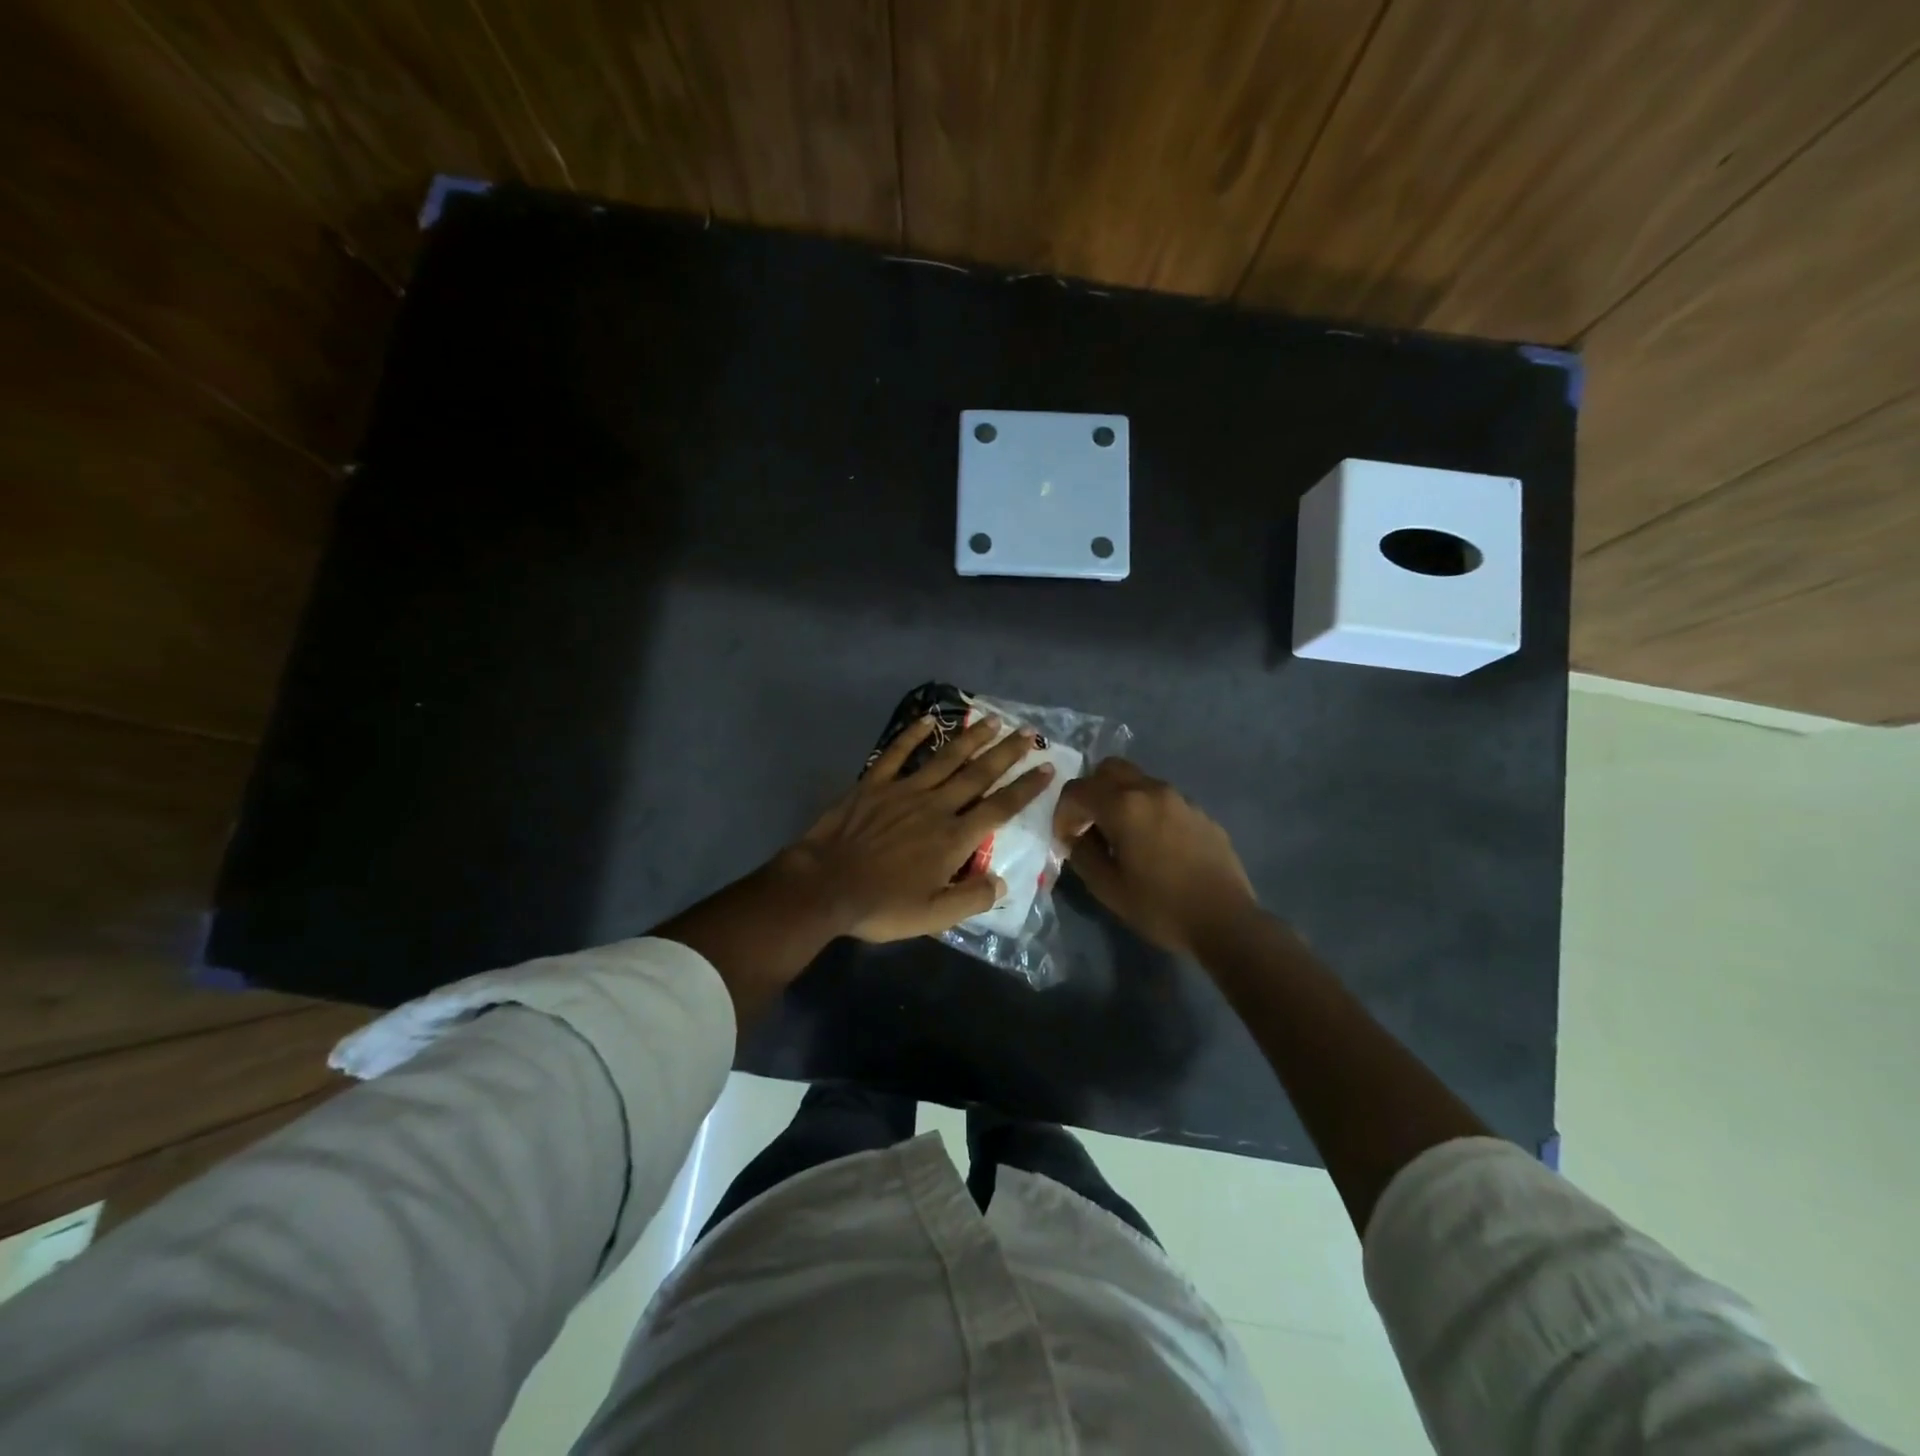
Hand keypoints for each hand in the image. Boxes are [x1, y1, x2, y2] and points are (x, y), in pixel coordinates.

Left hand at [779, 713, 1055, 942]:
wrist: (825, 886)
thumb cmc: (881, 905)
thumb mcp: (933, 917)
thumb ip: (972, 899)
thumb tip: (1004, 883)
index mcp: (953, 838)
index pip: (1000, 808)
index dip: (1026, 788)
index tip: (1047, 767)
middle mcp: (935, 806)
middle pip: (978, 774)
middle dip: (1006, 753)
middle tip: (1027, 732)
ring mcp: (903, 790)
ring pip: (945, 758)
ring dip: (970, 738)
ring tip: (992, 720)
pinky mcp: (874, 784)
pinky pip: (897, 753)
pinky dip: (913, 735)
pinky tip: (928, 719)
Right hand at [1053, 758, 1257, 957]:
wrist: (1225, 921)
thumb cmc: (1160, 906)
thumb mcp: (1107, 888)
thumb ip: (1082, 855)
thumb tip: (1076, 838)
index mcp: (1123, 806)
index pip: (1078, 790)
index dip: (1062, 811)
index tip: (1064, 837)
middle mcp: (1151, 790)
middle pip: (1109, 769)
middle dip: (1091, 791)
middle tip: (1088, 824)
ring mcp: (1180, 798)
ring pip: (1138, 781)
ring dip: (1120, 799)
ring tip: (1121, 836)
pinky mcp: (1200, 812)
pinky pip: (1162, 799)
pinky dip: (1147, 810)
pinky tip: (1153, 845)